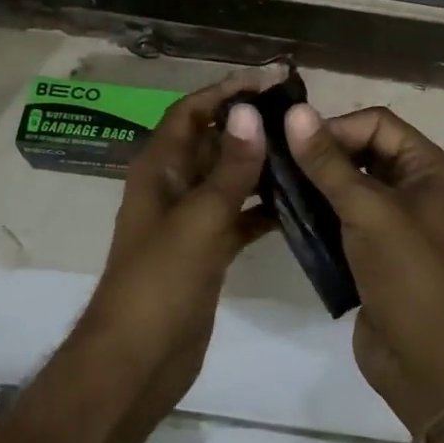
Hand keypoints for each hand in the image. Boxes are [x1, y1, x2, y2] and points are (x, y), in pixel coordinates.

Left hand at [80, 67, 281, 410]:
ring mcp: (190, 220)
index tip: (271, 80)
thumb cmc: (160, 283)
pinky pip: (238, 215)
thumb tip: (250, 112)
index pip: (192, 111)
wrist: (137, 362)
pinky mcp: (207, 251)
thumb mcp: (199, 219)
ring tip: (306, 151)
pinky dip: (263, 207)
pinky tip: (299, 202)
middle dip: (250, 125)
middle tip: (300, 115)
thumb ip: (229, 168)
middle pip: (213, 140)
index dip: (227, 91)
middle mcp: (173, 185)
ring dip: (260, 164)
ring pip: (228, 178)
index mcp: (159, 168)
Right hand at [285, 104, 443, 432]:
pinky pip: (339, 214)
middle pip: (360, 149)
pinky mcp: (371, 248)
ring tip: (273, 186)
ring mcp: (391, 219)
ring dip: (313, 183)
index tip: (297, 146)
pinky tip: (284, 214)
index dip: (337, 127)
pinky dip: (315, 211)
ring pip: (345, 183)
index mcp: (426, 166)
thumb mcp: (366, 210)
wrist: (424, 358)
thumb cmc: (405, 272)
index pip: (376, 122)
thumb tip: (295, 112)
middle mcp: (412, 185)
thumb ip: (327, 162)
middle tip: (277, 163)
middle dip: (321, 154)